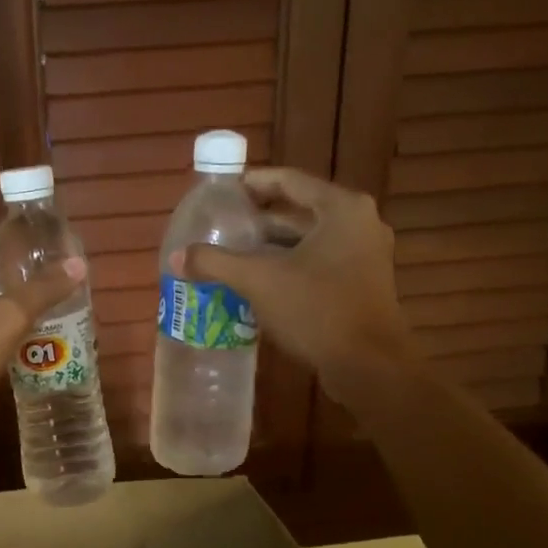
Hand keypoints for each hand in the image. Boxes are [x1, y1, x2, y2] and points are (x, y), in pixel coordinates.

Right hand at [176, 169, 411, 398]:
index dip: (252, 183)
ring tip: (232, 253)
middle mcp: (359, 224)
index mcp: (341, 209)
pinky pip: (318, 263)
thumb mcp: (259, 281)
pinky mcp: (362, 284)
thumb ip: (216, 263)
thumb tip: (177, 257)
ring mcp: (365, 255)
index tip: (222, 191)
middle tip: (221, 225)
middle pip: (299, 211)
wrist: (370, 366)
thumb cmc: (317, 310)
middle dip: (258, 220)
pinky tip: (259, 282)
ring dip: (272, 246)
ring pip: (308, 240)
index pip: (289, 181)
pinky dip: (289, 266)